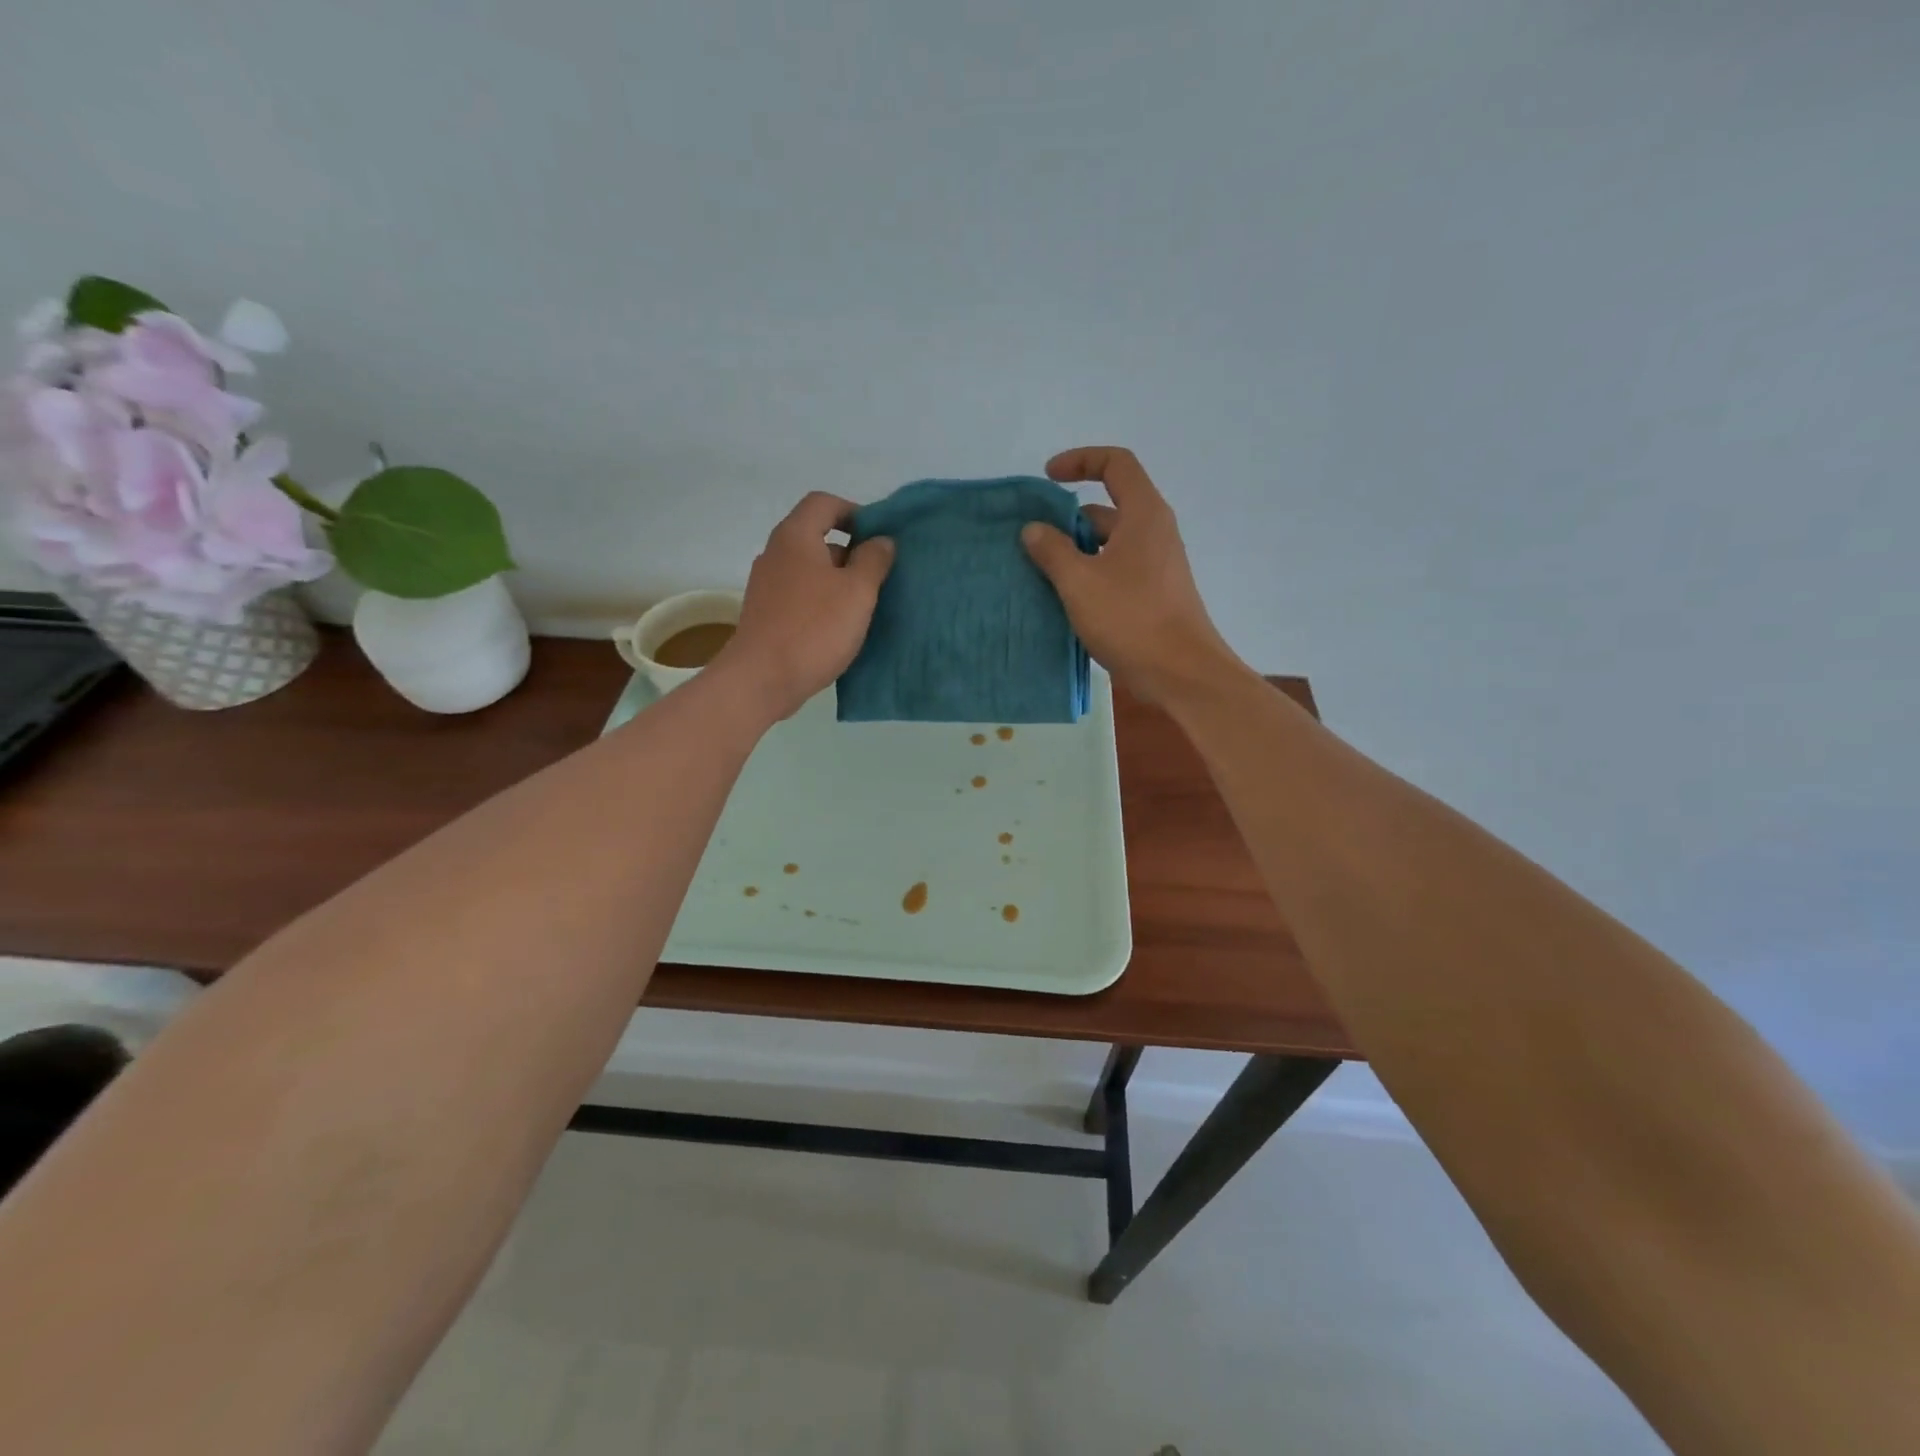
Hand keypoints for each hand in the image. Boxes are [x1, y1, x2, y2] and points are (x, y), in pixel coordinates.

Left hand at [717, 491, 893, 720]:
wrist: (762, 679)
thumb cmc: (814, 628)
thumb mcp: (857, 591)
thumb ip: (873, 560)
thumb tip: (881, 541)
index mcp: (795, 537)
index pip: (824, 503)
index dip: (855, 512)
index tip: (879, 539)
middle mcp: (776, 554)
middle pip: (817, 537)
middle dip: (851, 552)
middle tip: (880, 576)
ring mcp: (767, 585)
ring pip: (810, 570)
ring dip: (839, 581)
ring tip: (865, 605)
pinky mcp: (767, 613)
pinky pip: (801, 595)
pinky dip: (823, 602)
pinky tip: (841, 627)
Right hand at [1022, 446, 1241, 698]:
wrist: (1182, 673)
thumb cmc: (1131, 619)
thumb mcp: (1080, 582)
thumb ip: (1052, 551)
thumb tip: (1034, 529)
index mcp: (1143, 514)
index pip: (1115, 463)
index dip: (1080, 460)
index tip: (1047, 478)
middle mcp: (1154, 532)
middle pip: (1108, 506)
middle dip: (1068, 517)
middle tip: (1032, 540)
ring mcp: (1156, 564)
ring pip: (1109, 543)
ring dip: (1075, 550)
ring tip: (1039, 571)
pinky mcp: (1153, 593)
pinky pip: (1115, 569)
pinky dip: (1089, 573)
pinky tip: (1064, 599)